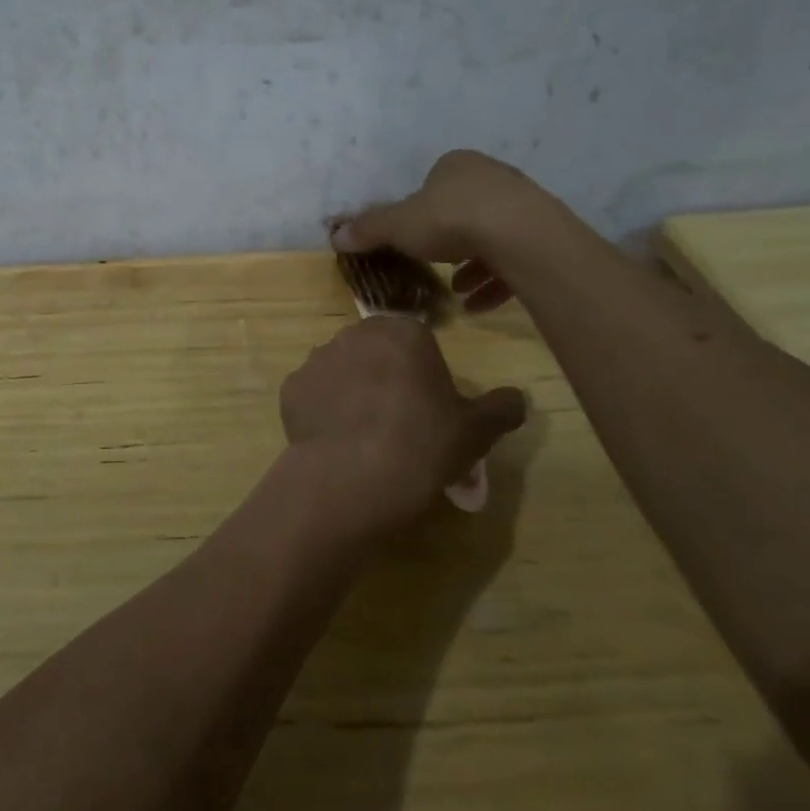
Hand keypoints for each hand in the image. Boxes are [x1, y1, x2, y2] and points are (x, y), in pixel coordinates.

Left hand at [277, 316, 526, 540]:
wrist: (352, 478)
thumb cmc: (423, 445)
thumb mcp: (476, 431)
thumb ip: (501, 408)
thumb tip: (518, 398)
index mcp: (403, 332)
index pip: (417, 341)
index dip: (424, 373)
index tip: (429, 406)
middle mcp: (355, 334)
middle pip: (376, 351)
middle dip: (385, 375)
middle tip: (399, 421)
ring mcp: (317, 359)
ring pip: (342, 370)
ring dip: (352, 391)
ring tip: (364, 435)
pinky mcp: (290, 388)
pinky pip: (313, 395)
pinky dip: (322, 411)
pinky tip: (336, 441)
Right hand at [330, 150, 549, 313]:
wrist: (520, 235)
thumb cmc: (451, 219)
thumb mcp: (399, 226)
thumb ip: (369, 230)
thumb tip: (335, 236)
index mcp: (456, 166)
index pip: (434, 182)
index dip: (420, 209)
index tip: (412, 236)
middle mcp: (491, 178)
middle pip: (464, 208)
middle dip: (447, 240)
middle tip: (433, 265)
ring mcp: (521, 205)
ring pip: (490, 235)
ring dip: (471, 265)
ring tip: (455, 291)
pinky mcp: (543, 235)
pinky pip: (513, 260)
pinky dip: (494, 282)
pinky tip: (478, 306)